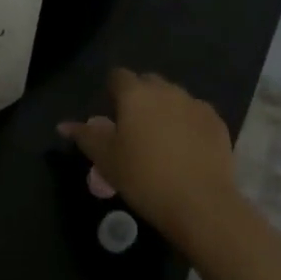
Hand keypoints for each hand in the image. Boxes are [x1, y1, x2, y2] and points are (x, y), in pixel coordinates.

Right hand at [60, 68, 242, 257]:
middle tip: (134, 128)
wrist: (200, 203)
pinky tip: (186, 148)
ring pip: (174, 97)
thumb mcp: (106, 160)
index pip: (118, 76)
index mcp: (135, 94)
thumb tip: (63, 124)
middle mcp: (166, 90)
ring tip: (162, 139)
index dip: (112, 90)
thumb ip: (85, 136)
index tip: (111, 113)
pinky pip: (196, 113)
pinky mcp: (217, 122)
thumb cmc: (144, 178)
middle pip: (148, 82)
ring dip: (165, 109)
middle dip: (139, 97)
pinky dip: (188, 123)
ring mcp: (195, 104)